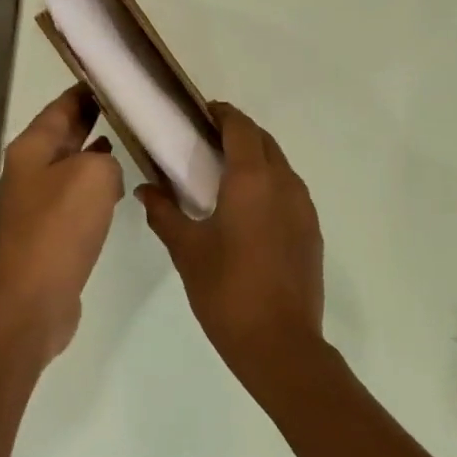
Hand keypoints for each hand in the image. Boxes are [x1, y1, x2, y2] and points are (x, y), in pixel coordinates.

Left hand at [0, 86, 123, 358]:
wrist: (32, 298)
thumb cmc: (60, 226)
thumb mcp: (93, 174)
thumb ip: (105, 158)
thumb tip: (104, 170)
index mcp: (32, 148)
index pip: (62, 106)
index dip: (86, 90)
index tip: (114, 77)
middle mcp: (29, 170)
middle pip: (64, 135)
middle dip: (93, 119)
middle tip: (130, 107)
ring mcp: (36, 203)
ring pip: (71, 166)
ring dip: (96, 155)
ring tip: (130, 143)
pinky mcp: (49, 233)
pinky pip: (76, 197)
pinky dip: (96, 187)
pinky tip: (117, 190)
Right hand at [137, 104, 323, 382]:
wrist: (280, 343)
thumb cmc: (227, 291)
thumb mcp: (188, 250)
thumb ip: (164, 214)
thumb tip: (145, 189)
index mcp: (253, 179)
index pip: (241, 127)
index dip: (222, 114)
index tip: (200, 114)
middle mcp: (284, 183)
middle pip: (263, 141)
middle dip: (238, 133)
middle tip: (206, 142)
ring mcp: (304, 207)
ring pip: (280, 165)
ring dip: (256, 158)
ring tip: (224, 174)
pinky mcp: (312, 230)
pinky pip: (289, 191)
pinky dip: (269, 184)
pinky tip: (248, 209)